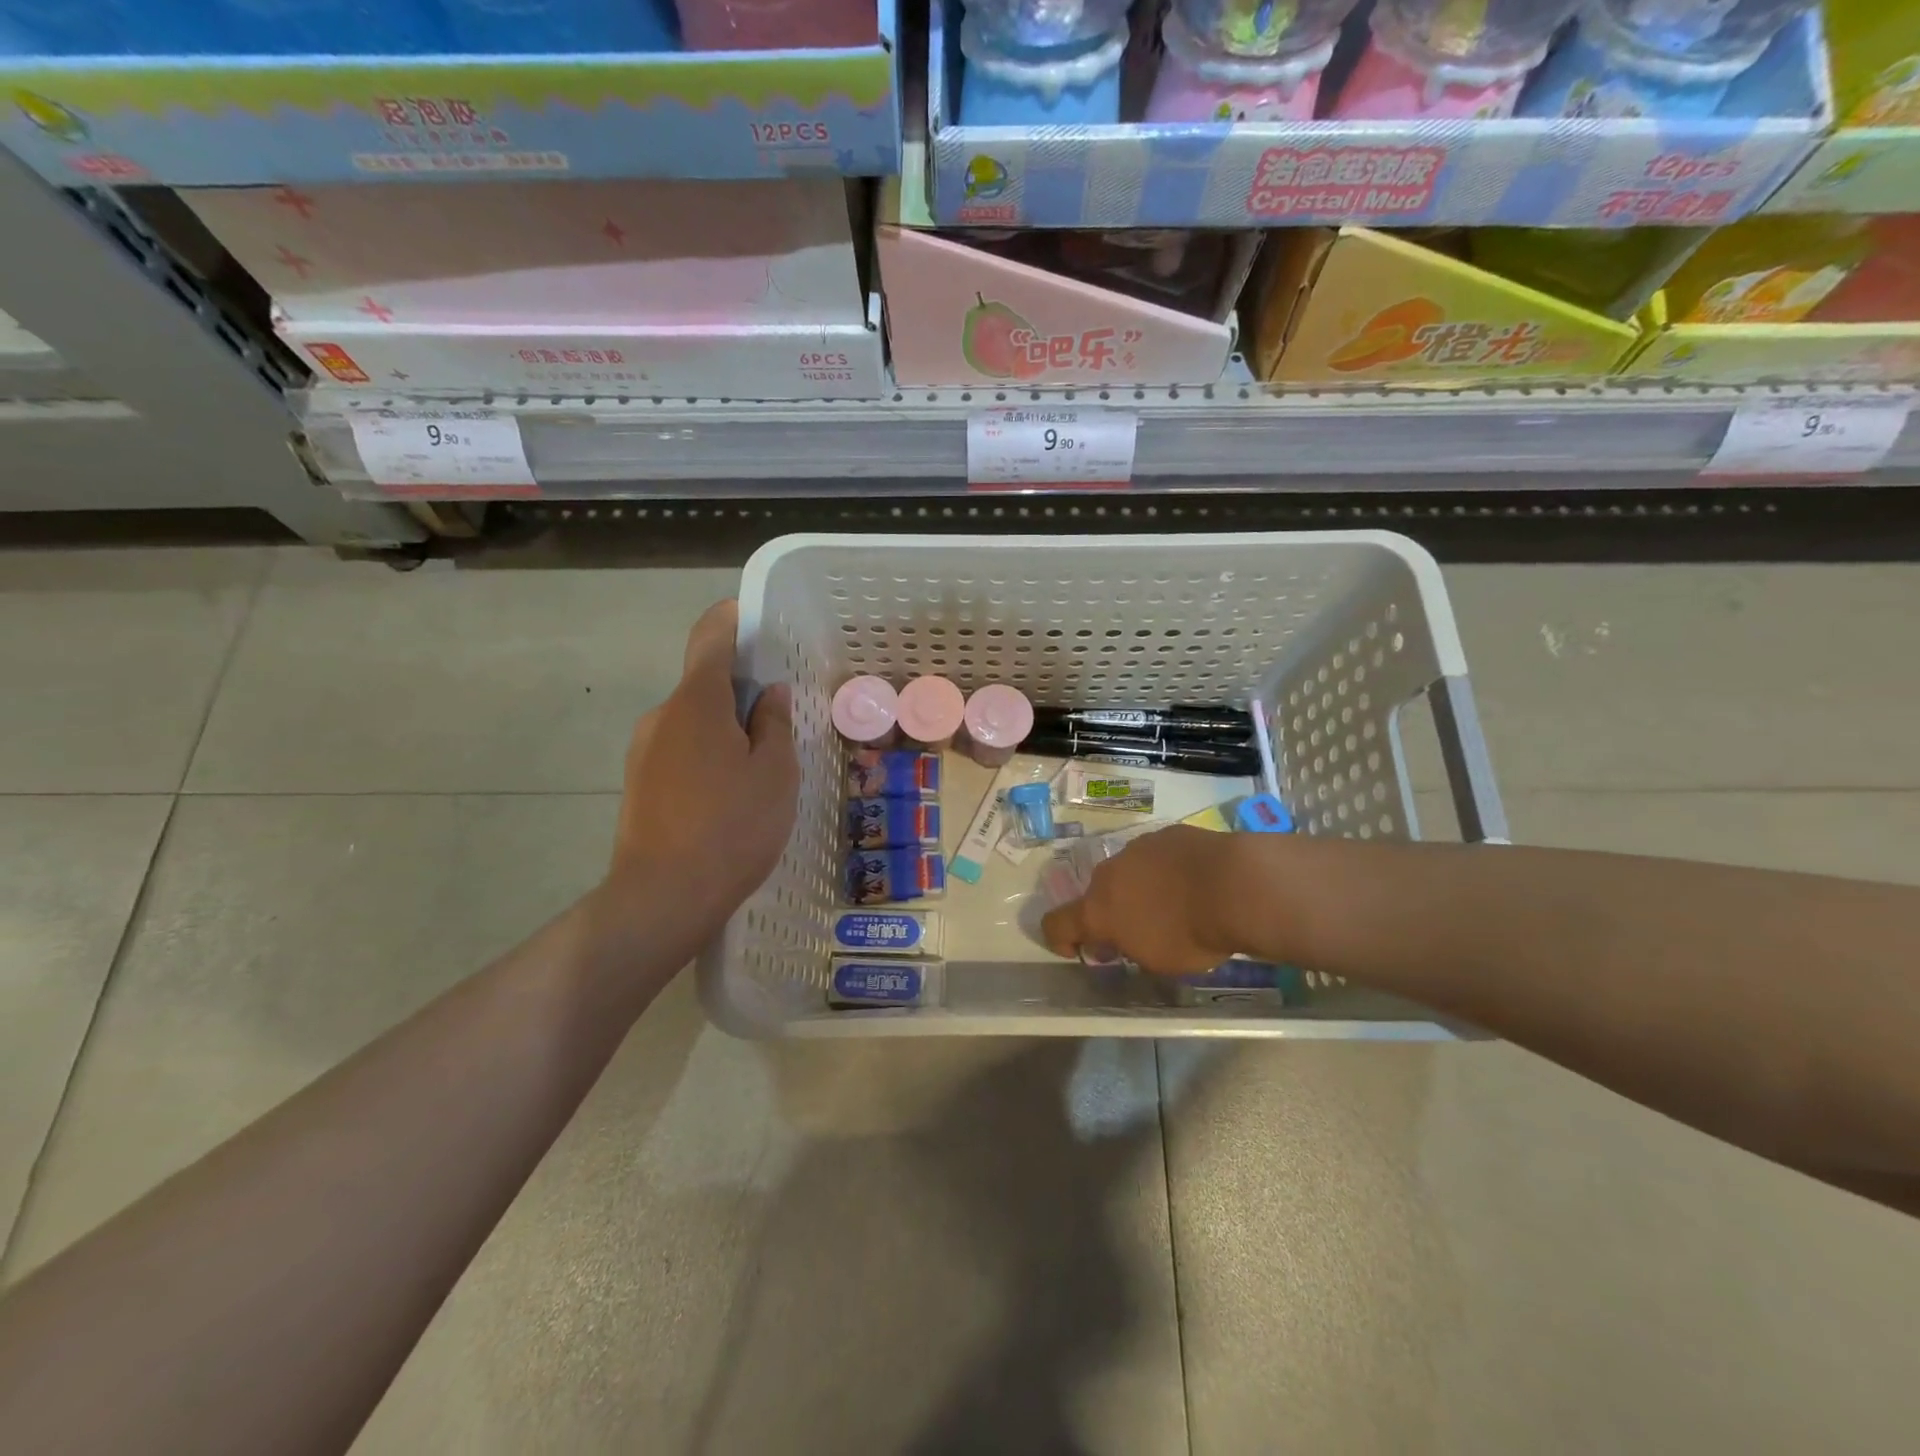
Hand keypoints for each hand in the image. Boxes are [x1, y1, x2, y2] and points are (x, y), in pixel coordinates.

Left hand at [610, 599, 798, 932]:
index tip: (758, 622)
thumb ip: (774, 724)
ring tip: (760, 770)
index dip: (733, 619)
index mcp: (696, 701)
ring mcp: (644, 752)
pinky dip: (708, 757)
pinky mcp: (640, 785)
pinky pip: (681, 752)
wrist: (664, 897)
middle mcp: (662, 716)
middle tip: (781, 721)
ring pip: (693, 722)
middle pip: (704, 684)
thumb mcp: (775, 772)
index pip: (710, 637)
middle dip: (741, 691)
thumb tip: (768, 694)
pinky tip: (731, 797)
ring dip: (726, 730)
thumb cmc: (732, 827)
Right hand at [1040, 825, 1247, 974]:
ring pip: (1127, 872)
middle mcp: (1109, 874)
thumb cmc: (1192, 934)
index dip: (1061, 940)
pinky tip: (1193, 882)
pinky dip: (1165, 871)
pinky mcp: (1166, 834)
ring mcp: (1137, 848)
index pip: (1056, 924)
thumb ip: (1129, 948)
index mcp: (1098, 910)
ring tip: (1173, 904)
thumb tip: (1119, 939)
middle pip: (1097, 894)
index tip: (1077, 950)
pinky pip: (1156, 856)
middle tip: (1139, 931)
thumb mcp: (1157, 961)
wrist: (1235, 884)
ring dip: (1138, 889)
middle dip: (1111, 913)